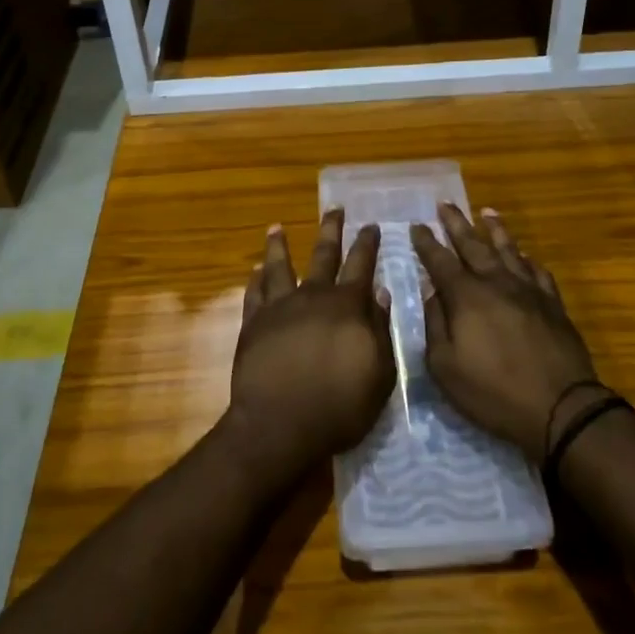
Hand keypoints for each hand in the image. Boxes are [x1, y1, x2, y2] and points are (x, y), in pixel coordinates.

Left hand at [229, 210, 395, 485]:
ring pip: (280, 266)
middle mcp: (312, 296)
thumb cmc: (338, 406)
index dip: (367, 243)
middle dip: (331, 229)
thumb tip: (381, 293)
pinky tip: (255, 269)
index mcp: (346, 306)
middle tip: (334, 208)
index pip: (361, 265)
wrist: (280, 425)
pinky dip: (255, 279)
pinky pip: (254, 293)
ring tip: (276, 227)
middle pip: (323, 254)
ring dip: (280, 245)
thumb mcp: (378, 375)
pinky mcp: (253, 324)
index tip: (371, 225)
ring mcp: (279, 307)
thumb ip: (380, 331)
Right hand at [411, 205, 600, 460]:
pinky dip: (528, 259)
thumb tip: (432, 294)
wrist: (561, 408)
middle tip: (444, 203)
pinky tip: (525, 255)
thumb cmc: (494, 392)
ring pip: (508, 249)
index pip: (439, 260)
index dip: (426, 242)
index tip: (417, 225)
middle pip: (472, 245)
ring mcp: (528, 290)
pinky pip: (538, 271)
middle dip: (456, 223)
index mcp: (466, 296)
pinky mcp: (553, 303)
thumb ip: (435, 325)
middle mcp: (495, 282)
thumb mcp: (446, 367)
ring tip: (486, 211)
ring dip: (495, 229)